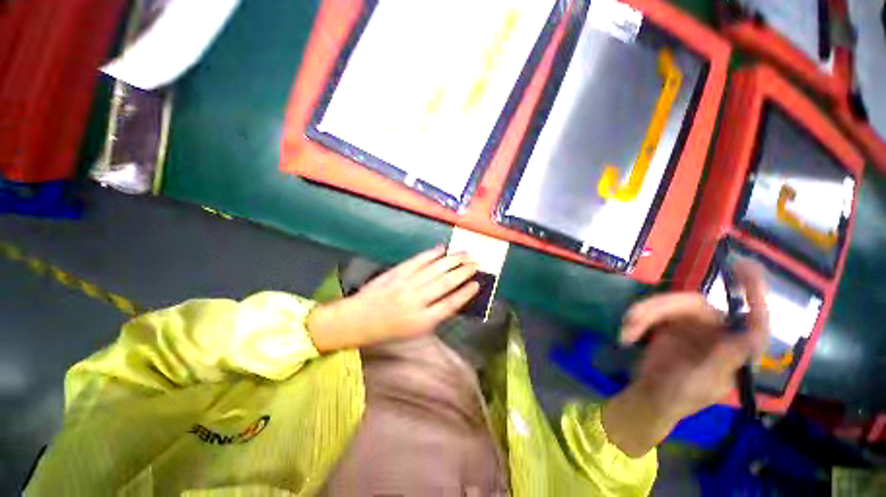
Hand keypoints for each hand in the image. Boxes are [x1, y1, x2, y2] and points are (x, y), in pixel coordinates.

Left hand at [306, 247, 479, 351]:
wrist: (358, 319)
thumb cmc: (389, 330)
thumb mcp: (415, 331)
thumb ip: (436, 315)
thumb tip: (455, 297)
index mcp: (422, 320)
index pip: (451, 304)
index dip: (466, 292)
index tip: (477, 283)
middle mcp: (416, 300)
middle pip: (446, 282)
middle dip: (464, 271)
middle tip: (476, 263)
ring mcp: (406, 284)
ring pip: (435, 268)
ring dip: (452, 260)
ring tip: (465, 253)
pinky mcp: (397, 272)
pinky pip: (418, 260)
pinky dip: (431, 254)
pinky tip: (442, 249)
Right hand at [602, 260, 769, 456]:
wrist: (650, 397)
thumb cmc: (682, 396)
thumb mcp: (705, 381)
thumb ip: (725, 358)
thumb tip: (749, 335)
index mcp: (734, 347)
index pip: (752, 318)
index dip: (754, 292)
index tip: (744, 267)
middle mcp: (715, 332)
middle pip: (693, 305)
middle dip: (661, 308)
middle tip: (635, 319)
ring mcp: (689, 326)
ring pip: (667, 305)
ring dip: (643, 315)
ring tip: (627, 331)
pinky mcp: (666, 324)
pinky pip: (650, 311)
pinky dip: (636, 320)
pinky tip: (627, 334)